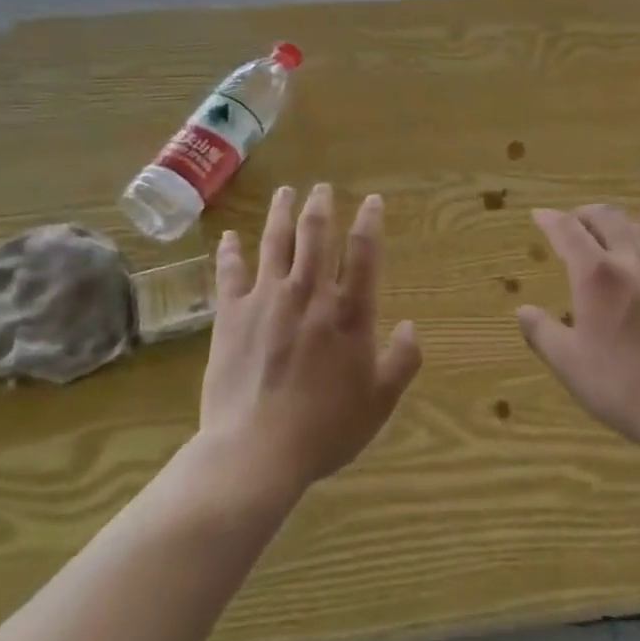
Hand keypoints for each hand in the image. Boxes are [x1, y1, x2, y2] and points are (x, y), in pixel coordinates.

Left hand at [199, 184, 421, 499]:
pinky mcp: (232, 314)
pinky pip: (230, 273)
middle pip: (315, 235)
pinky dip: (230, 251)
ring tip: (285, 192)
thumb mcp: (379, 402)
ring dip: (281, 213)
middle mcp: (309, 292)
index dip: (370, 220)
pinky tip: (229, 236)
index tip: (371, 200)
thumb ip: (402, 361)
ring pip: (275, 242)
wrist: (255, 452)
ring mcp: (267, 298)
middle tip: (321, 188)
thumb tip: (410, 326)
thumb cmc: (324, 428)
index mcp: (348, 311)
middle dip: (321, 206)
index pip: (363, 251)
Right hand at [517, 205, 639, 467]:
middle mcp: (631, 261)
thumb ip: (543, 333)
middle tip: (571, 223)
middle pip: (606, 216)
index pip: (568, 230)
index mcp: (597, 275)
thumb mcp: (571, 366)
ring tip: (606, 237)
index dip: (550, 219)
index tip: (539, 215)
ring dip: (615, 224)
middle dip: (583, 213)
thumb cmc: (626, 388)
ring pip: (637, 228)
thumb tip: (523, 310)